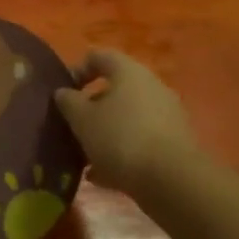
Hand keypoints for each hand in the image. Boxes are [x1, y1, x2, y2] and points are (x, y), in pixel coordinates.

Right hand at [54, 49, 206, 199]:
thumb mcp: (82, 119)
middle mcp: (151, 86)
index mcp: (128, 72)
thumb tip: (64, 92)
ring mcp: (167, 115)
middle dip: (91, 107)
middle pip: (115, 89)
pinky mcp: (175, 143)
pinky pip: (140, 139)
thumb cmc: (120, 138)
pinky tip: (104, 175)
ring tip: (85, 155)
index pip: (98, 56)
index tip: (63, 94)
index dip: (77, 70)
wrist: (173, 182)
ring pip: (127, 117)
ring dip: (105, 132)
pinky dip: (122, 151)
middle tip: (73, 126)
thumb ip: (68, 101)